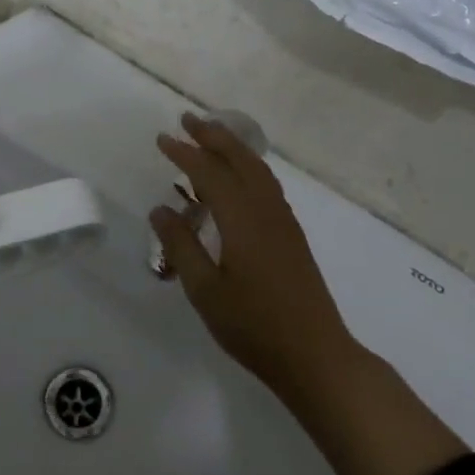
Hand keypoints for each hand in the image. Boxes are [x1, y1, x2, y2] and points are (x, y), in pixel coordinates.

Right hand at [152, 115, 467, 474]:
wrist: (315, 355)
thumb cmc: (253, 326)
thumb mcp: (205, 290)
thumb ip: (181, 246)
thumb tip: (160, 209)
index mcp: (242, 219)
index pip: (209, 172)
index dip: (184, 153)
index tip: (162, 139)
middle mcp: (266, 210)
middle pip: (240, 158)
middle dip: (213, 135)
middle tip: (187, 119)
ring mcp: (284, 221)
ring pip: (258, 169)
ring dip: (233, 147)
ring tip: (211, 136)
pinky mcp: (292, 235)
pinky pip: (267, 184)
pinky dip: (248, 167)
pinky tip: (238, 178)